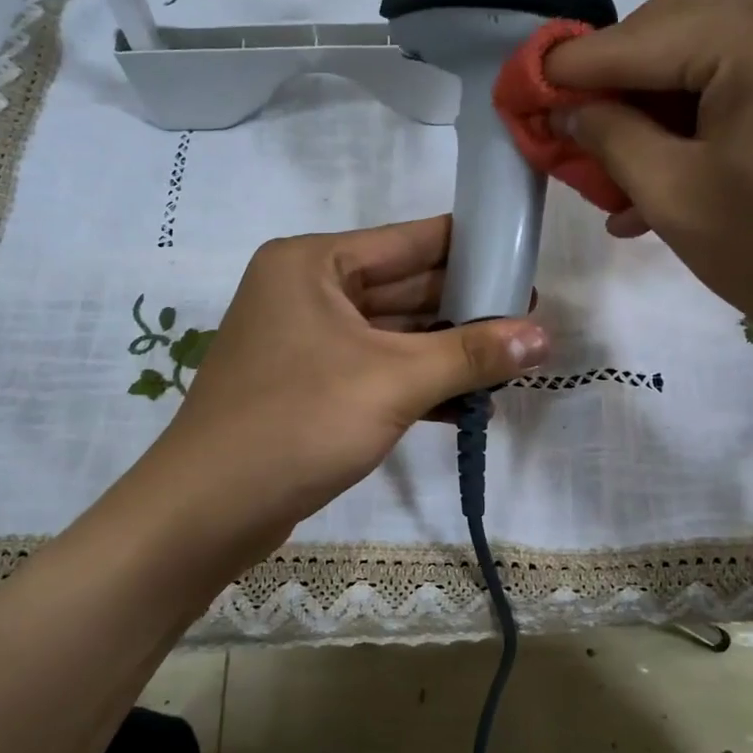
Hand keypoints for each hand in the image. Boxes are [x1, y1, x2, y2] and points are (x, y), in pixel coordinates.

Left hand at [133, 216, 548, 566]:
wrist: (208, 511)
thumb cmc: (298, 423)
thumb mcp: (393, 382)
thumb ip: (471, 355)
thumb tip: (545, 336)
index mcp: (314, 263)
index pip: (411, 241)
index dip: (473, 248)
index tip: (526, 260)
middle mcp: (306, 291)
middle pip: (404, 288)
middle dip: (466, 308)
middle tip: (530, 321)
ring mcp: (306, 342)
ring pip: (393, 335)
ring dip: (446, 352)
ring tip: (513, 361)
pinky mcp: (310, 387)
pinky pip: (376, 371)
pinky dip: (417, 384)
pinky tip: (468, 404)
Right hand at [544, 0, 752, 394]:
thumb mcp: (676, 198)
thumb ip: (610, 138)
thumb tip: (568, 109)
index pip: (636, 37)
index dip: (571, 68)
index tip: (523, 90)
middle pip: (678, 22)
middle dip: (621, 79)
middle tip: (580, 134)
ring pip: (718, 42)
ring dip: (664, 97)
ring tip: (625, 167)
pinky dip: (714, 104)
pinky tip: (680, 160)